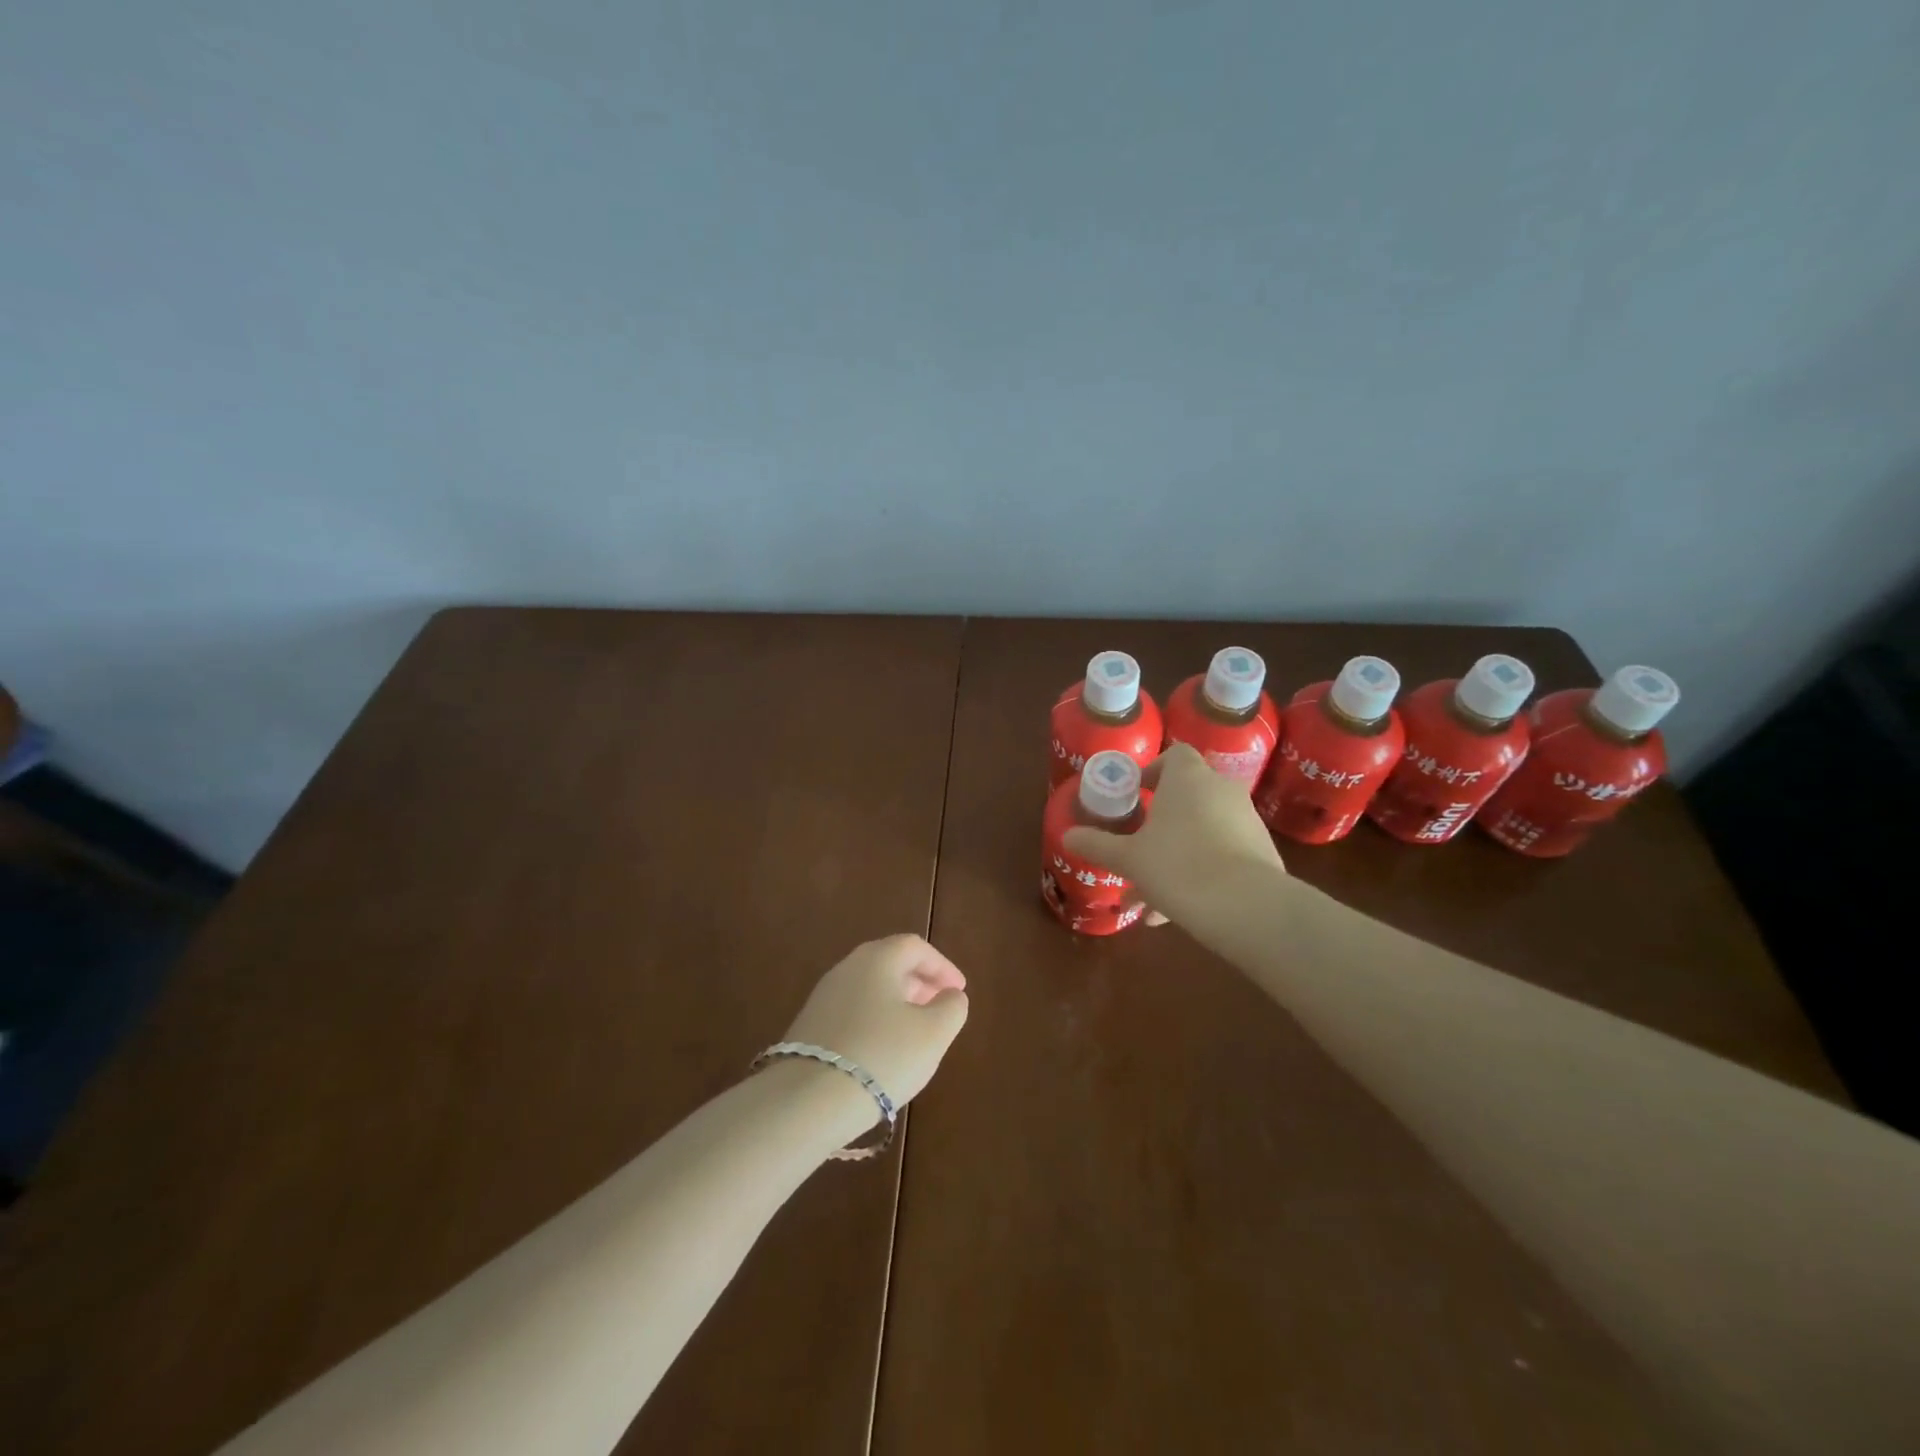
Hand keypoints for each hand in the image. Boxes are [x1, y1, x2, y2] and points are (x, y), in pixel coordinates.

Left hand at [782, 934, 969, 1106]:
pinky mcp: (809, 1026)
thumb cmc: (882, 1057)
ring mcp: (823, 997)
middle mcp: (847, 968)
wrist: (807, 1101)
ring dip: (896, 1001)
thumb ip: (951, 1008)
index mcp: (878, 958)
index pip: (915, 947)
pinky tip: (882, 1050)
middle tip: (939, 1006)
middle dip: (919, 981)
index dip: (942, 966)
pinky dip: (874, 1019)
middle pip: (889, 963)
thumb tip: (951, 996)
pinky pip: (852, 1010)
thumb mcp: (933, 1034)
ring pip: (869, 987)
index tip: (959, 991)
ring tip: (914, 1031)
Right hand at [1062, 742, 1285, 926]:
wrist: (1246, 907)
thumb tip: (1067, 835)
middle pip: (1187, 795)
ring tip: (1150, 897)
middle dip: (1161, 822)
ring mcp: (1246, 820)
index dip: (1153, 771)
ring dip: (1177, 854)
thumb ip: (1097, 845)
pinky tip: (1177, 911)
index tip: (1136, 795)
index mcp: (1187, 778)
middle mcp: (1220, 789)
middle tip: (1138, 847)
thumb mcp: (1128, 858)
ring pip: (1203, 830)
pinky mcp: (1262, 851)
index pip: (1174, 755)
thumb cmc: (1177, 866)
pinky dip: (1201, 872)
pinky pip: (1223, 853)